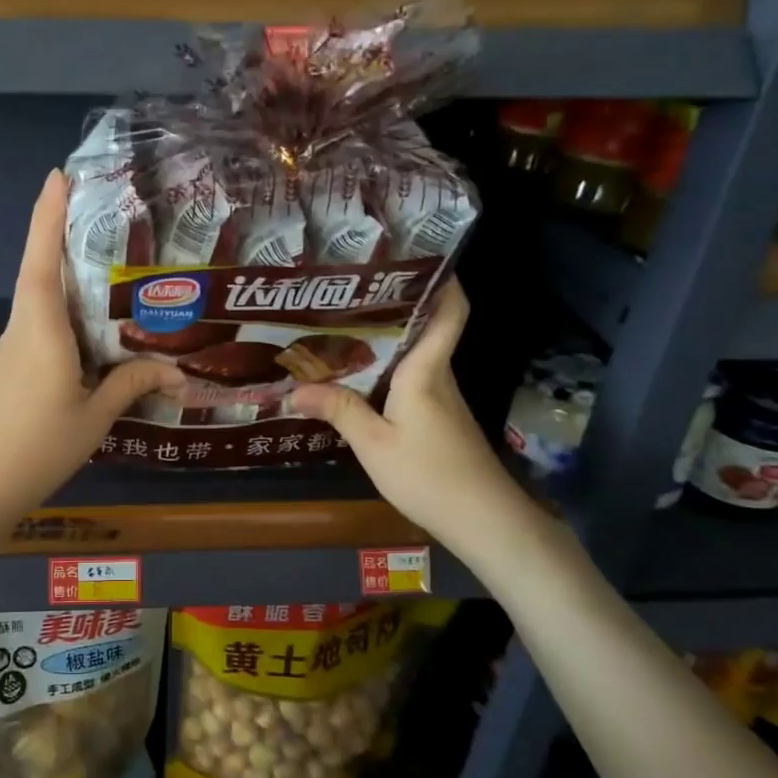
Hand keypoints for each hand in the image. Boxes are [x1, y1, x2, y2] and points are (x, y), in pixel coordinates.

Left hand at [0, 171, 182, 530]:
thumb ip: (130, 385)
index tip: (57, 175)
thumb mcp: (93, 418)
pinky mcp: (7, 369)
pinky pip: (39, 329)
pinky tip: (92, 332)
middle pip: (41, 272)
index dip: (47, 215)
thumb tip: (176, 371)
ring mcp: (9, 350)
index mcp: (40, 331)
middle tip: (105, 214)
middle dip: (63, 236)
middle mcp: (21, 329)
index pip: (41, 260)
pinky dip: (64, 317)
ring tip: (113, 271)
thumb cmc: (35, 448)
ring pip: (41, 303)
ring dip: (67, 280)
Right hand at [290, 282, 553, 569]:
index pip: (449, 313)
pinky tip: (358, 376)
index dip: (444, 281)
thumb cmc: (430, 473)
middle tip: (350, 289)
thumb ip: (338, 410)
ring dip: (387, 338)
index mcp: (427, 371)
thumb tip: (294, 389)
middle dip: (395, 304)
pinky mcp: (439, 419)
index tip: (419, 256)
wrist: (483, 520)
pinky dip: (387, 369)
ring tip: (343, 325)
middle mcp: (439, 376)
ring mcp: (441, 399)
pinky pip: (411, 379)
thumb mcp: (374, 443)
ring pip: (415, 355)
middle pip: (426, 328)